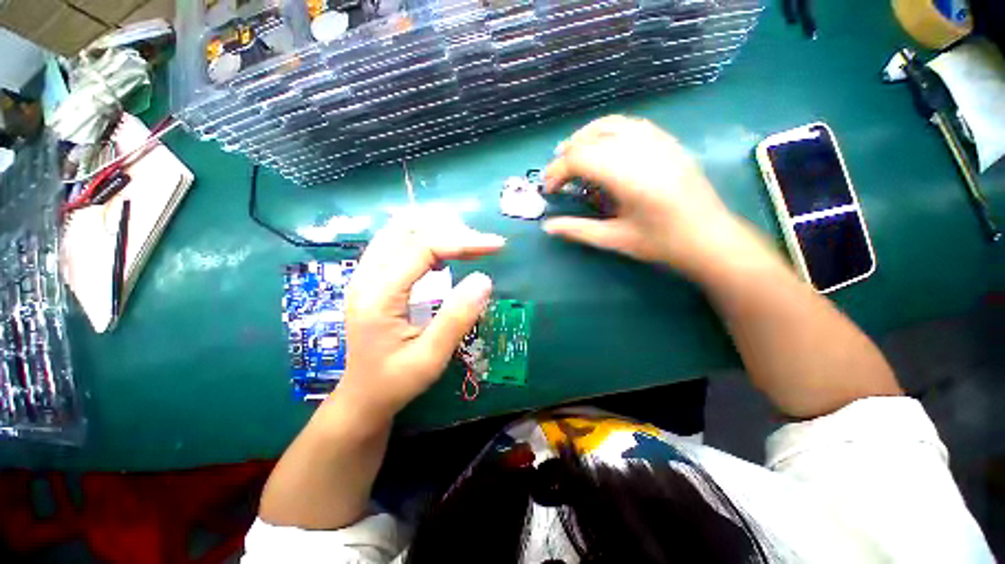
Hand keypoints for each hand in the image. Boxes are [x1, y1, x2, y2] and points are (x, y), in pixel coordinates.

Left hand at [334, 220, 503, 421]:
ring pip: (400, 230)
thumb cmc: (395, 382)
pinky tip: (444, 252)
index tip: (496, 245)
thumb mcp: (430, 358)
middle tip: (482, 245)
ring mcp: (365, 274)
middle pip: (408, 228)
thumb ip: (457, 318)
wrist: (362, 397)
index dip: (463, 241)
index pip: (423, 248)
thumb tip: (484, 279)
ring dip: (436, 229)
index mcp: (379, 295)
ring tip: (467, 242)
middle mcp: (366, 276)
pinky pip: (397, 242)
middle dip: (450, 230)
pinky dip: (424, 238)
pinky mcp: (371, 278)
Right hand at [543, 115, 753, 276]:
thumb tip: (547, 227)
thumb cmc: (662, 243)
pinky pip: (631, 125)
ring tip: (572, 157)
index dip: (557, 172)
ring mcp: (658, 142)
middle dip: (566, 156)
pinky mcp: (668, 142)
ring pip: (611, 124)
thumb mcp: (614, 240)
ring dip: (585, 138)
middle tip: (556, 177)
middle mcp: (643, 151)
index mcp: (629, 177)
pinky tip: (603, 150)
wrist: (710, 238)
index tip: (549, 191)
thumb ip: (577, 230)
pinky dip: (607, 132)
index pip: (580, 158)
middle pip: (591, 138)